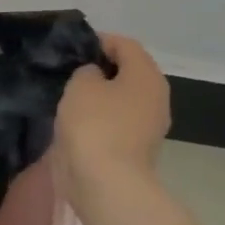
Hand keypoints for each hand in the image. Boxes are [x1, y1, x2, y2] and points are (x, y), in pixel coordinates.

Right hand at [54, 33, 169, 186]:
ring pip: (122, 98)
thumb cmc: (95, 124)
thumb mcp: (81, 84)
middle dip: (101, 69)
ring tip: (70, 97)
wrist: (105, 183)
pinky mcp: (135, 148)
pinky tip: (77, 121)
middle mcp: (155, 97)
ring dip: (100, 96)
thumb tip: (94, 77)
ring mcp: (148, 126)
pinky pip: (116, 121)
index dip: (99, 41)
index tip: (73, 49)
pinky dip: (100, 118)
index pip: (125, 45)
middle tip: (70, 72)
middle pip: (128, 72)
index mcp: (147, 76)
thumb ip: (87, 71)